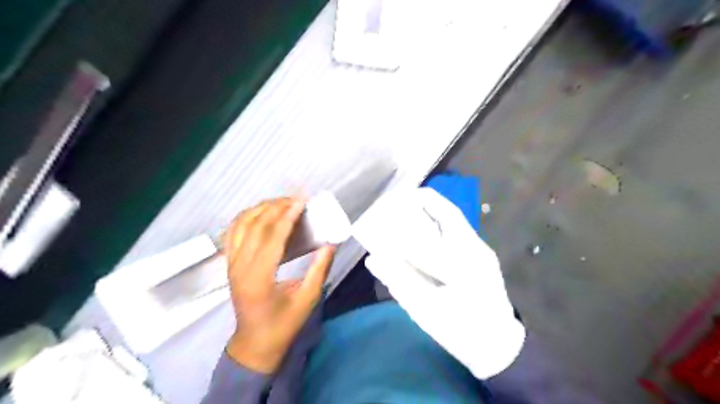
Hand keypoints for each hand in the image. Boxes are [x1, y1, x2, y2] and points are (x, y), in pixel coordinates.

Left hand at [224, 198, 335, 373]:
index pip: (271, 237)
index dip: (287, 216)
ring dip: (260, 209)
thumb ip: (319, 271)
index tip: (302, 202)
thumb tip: (330, 244)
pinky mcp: (230, 264)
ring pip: (240, 225)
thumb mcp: (307, 300)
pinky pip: (233, 232)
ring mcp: (231, 264)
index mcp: (259, 278)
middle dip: (276, 207)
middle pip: (255, 226)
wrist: (254, 343)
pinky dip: (247, 217)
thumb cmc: (282, 325)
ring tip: (282, 203)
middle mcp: (240, 267)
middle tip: (296, 200)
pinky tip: (262, 213)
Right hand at [358, 187, 527, 379]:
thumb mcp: (426, 313)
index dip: (402, 230)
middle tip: (399, 199)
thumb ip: (399, 283)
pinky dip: (439, 223)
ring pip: (455, 220)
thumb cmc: (462, 332)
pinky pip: (458, 230)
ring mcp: (483, 251)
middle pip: (449, 214)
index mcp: (462, 270)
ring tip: (408, 207)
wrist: (500, 345)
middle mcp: (476, 252)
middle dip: (424, 201)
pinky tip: (424, 229)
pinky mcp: (484, 254)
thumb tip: (373, 259)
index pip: (426, 242)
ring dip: (432, 210)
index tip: (384, 220)